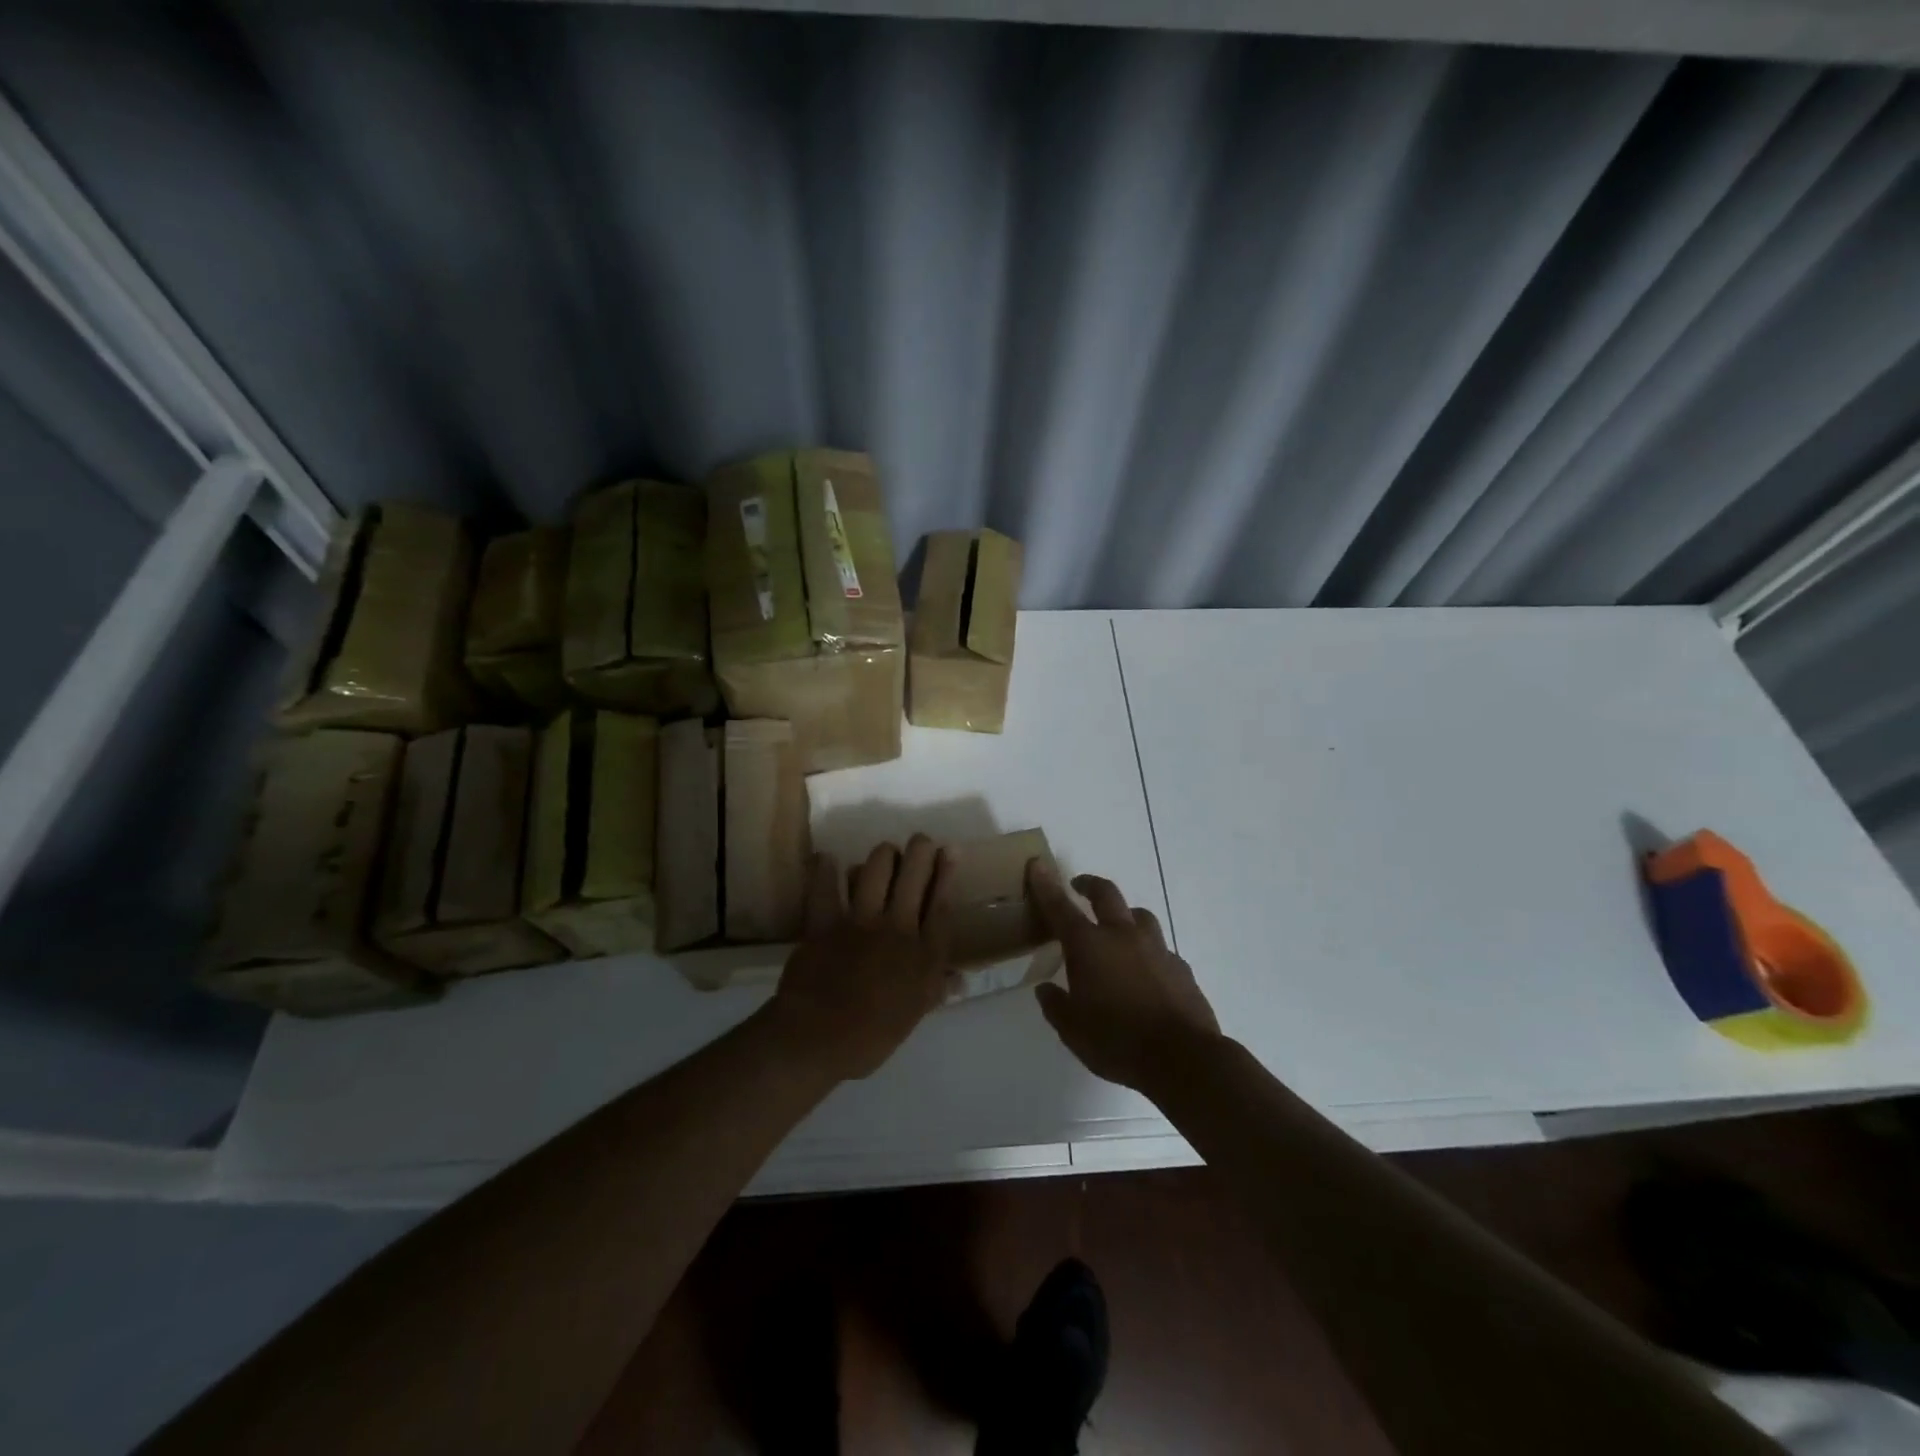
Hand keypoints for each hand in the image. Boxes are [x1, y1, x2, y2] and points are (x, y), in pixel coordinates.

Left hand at [768, 835, 957, 1080]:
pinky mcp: (825, 922)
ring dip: (883, 855)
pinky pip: (825, 887)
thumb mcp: (914, 1015)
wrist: (818, 1040)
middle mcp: (898, 928)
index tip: (950, 850)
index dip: (947, 873)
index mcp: (924, 955)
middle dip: (920, 850)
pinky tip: (827, 859)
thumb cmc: (872, 1037)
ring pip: (877, 869)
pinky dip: (825, 870)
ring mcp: (861, 921)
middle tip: (920, 842)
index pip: (942, 903)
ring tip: (885, 854)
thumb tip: (960, 979)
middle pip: (915, 876)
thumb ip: (936, 989)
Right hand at [1027, 860, 1222, 1094]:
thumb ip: (1056, 1006)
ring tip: (1117, 929)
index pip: (1061, 907)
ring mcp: (1156, 948)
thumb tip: (1046, 990)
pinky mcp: (1180, 967)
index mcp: (1090, 946)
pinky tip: (1145, 971)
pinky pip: (1160, 948)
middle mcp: (1122, 936)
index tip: (1038, 865)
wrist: (1183, 1057)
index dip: (1046, 885)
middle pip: (1106, 894)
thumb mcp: (1073, 1031)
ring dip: (1124, 915)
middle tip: (1079, 885)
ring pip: (1139, 915)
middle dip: (1090, 884)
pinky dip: (1147, 951)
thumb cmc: (1117, 1041)